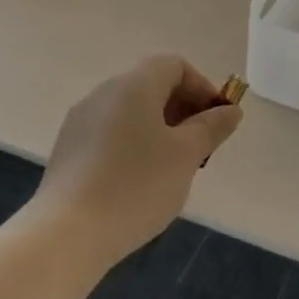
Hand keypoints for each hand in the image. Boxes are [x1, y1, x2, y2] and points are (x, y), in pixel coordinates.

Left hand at [34, 55, 243, 258]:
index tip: (217, 120)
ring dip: (160, 129)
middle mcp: (103, 94)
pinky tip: (141, 182)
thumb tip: (230, 110)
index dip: (202, 86)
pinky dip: (134, 145)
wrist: (68, 233)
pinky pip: (111, 134)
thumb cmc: (137, 185)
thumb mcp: (186, 155)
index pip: (174, 65)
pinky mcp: (68, 150)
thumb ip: (212, 127)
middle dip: (183, 109)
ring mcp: (80, 122)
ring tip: (174, 168)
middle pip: (151, 86)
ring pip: (131, 112)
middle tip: (201, 147)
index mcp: (133, 86)